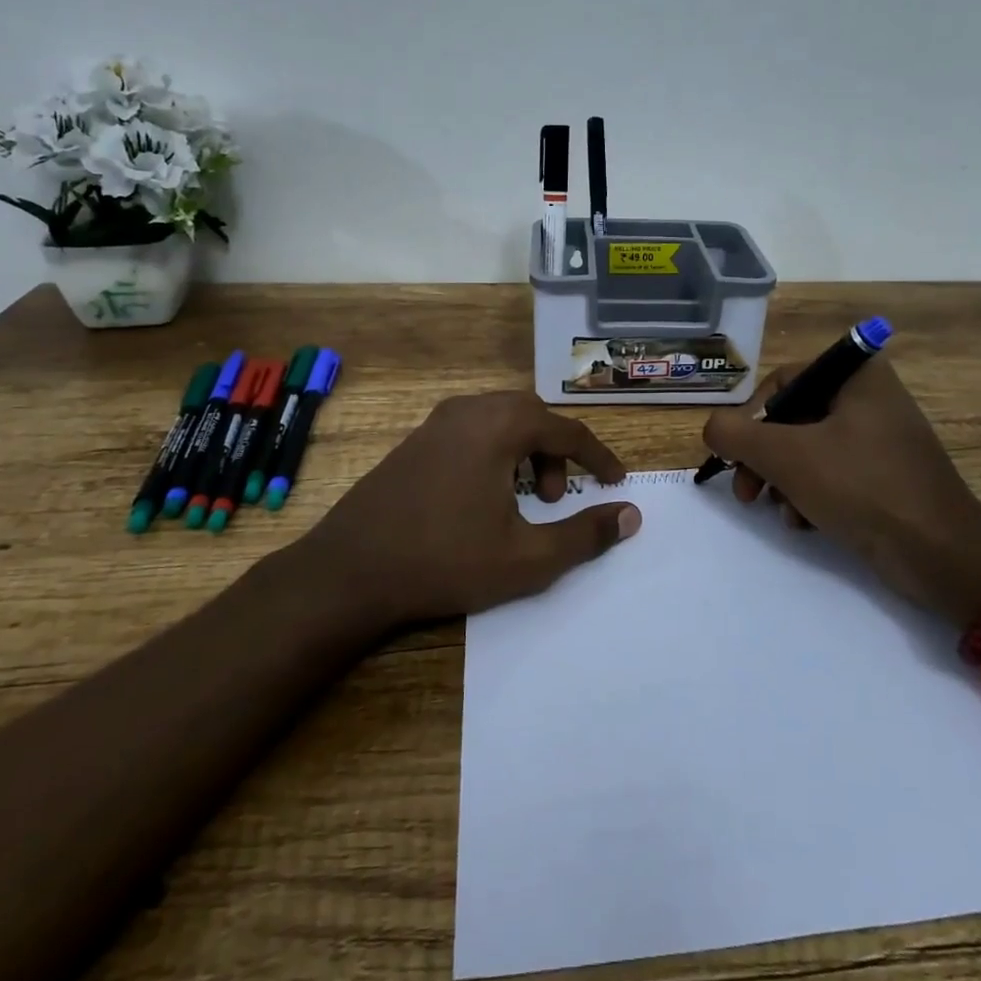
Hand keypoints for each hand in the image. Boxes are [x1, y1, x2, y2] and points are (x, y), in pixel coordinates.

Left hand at [301, 391, 640, 624]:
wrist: (349, 571)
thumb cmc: (445, 561)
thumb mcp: (527, 559)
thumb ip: (585, 535)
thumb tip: (631, 515)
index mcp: (499, 426)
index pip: (567, 431)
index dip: (598, 458)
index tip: (616, 482)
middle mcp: (469, 410)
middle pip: (533, 416)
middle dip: (557, 453)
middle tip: (557, 499)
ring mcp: (436, 422)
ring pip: (501, 421)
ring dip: (525, 452)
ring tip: (522, 501)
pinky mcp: (415, 440)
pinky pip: (472, 430)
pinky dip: (495, 453)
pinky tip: (484, 497)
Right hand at [702, 356, 980, 626]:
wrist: (940, 554)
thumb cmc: (861, 487)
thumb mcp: (785, 456)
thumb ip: (736, 435)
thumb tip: (713, 429)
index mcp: (857, 376)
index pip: (783, 382)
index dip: (754, 419)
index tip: (741, 457)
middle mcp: (872, 397)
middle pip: (793, 419)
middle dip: (765, 459)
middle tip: (747, 493)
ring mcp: (883, 438)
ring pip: (810, 450)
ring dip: (785, 482)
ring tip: (782, 513)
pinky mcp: (888, 475)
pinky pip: (835, 473)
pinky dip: (812, 495)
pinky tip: (805, 523)